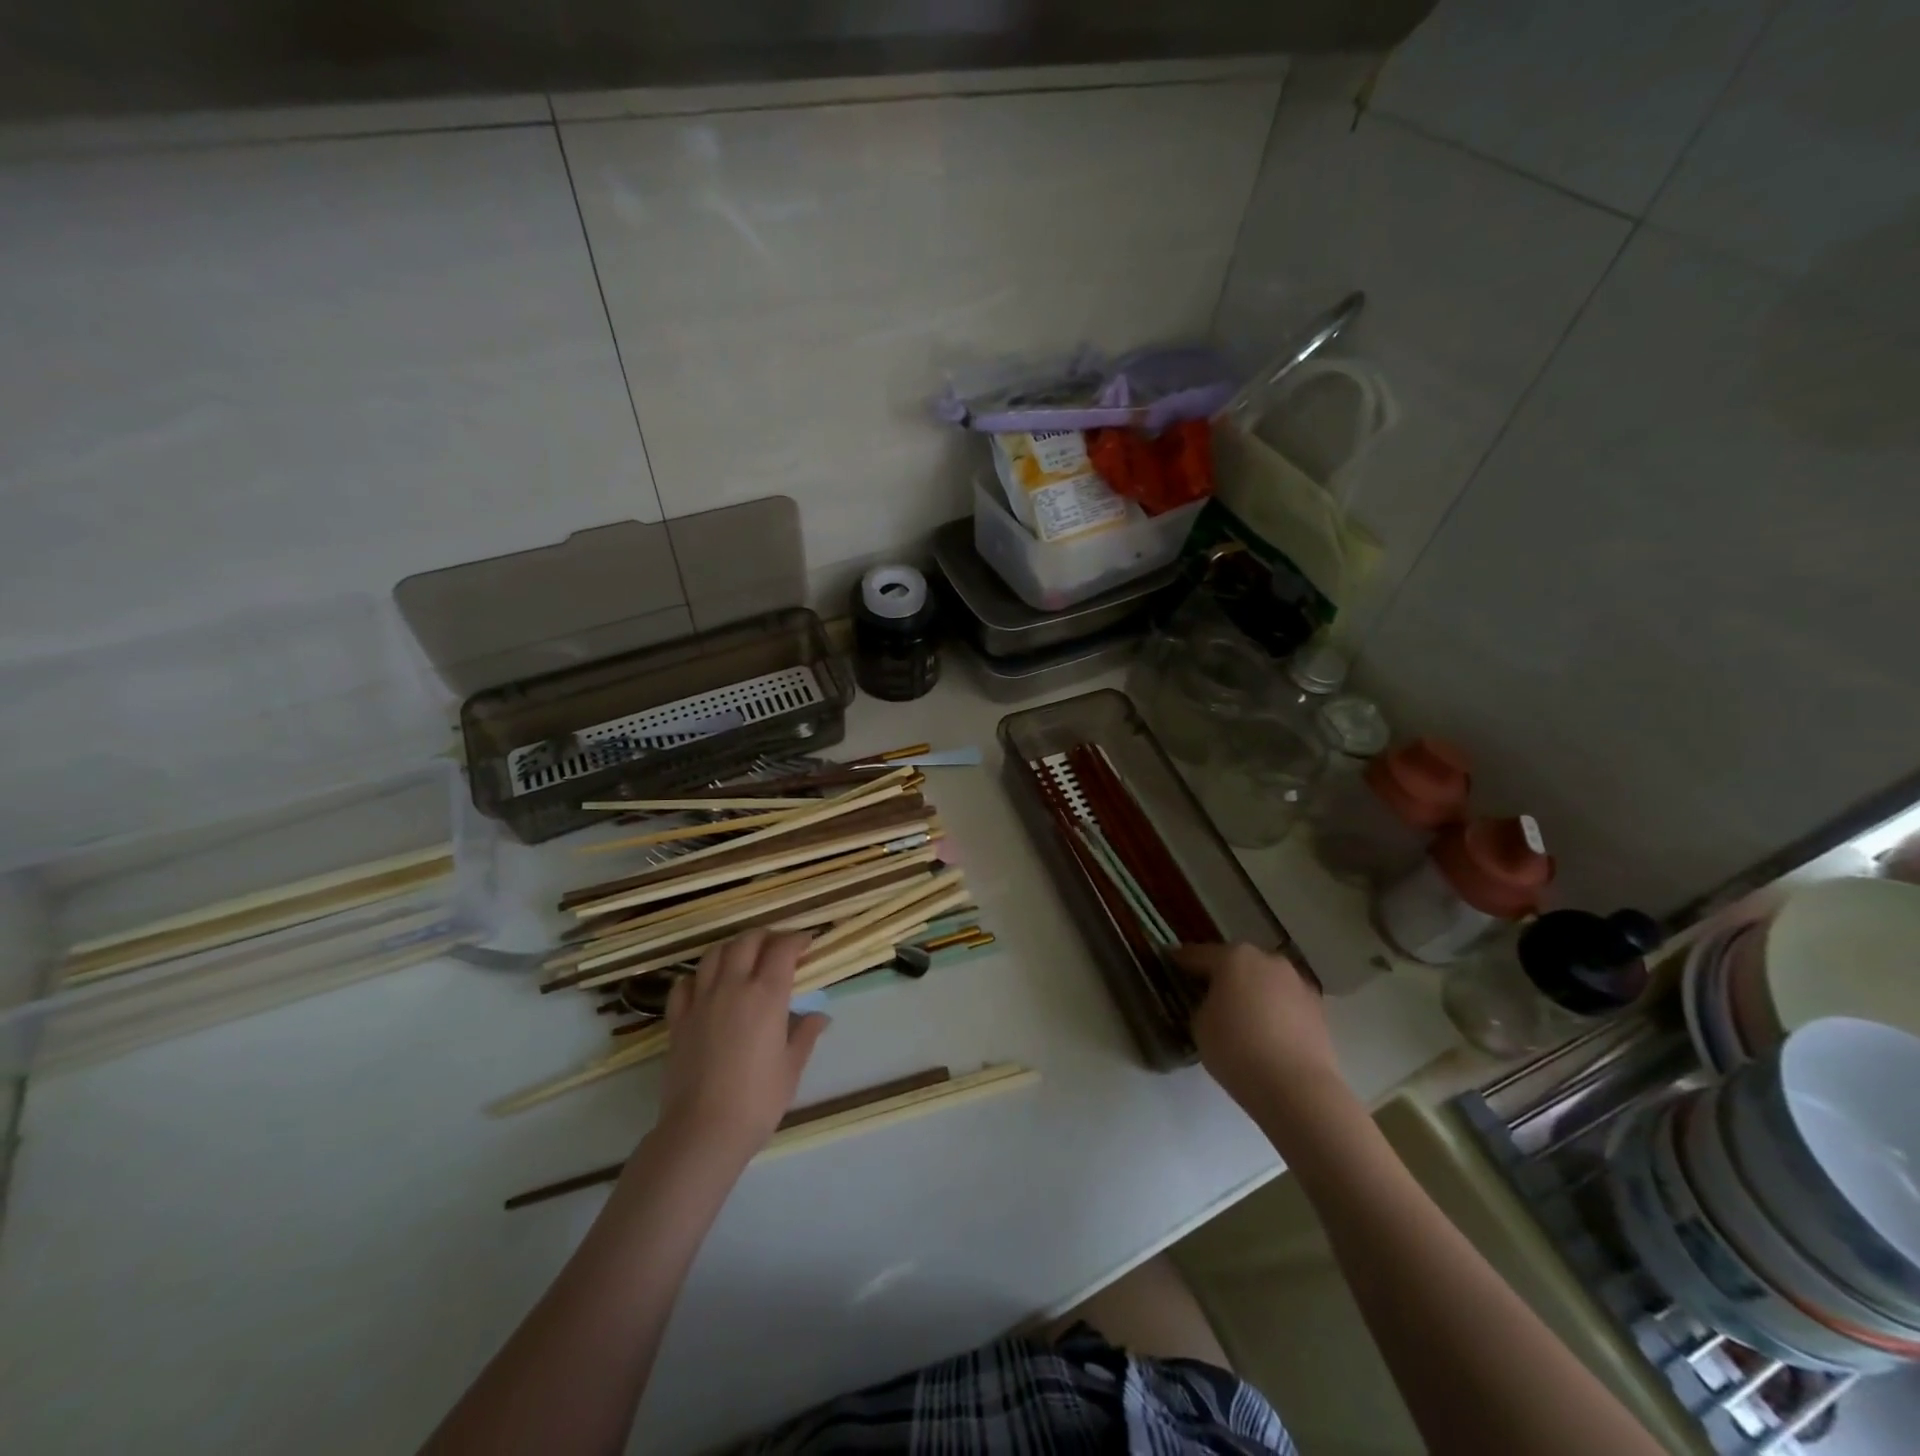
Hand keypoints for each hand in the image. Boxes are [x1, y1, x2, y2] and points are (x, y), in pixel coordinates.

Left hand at [657, 930, 828, 1165]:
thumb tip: (820, 1016)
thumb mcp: (791, 1067)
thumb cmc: (757, 1101)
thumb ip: (806, 1034)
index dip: (797, 939)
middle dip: (766, 936)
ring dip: (733, 947)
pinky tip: (707, 984)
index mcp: (766, 995)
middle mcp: (732, 987)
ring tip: (744, 957)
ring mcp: (701, 1001)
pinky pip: (685, 983)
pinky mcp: (678, 1020)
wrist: (702, 1131)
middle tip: (779, 946)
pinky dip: (699, 975)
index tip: (808, 942)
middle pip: (747, 941)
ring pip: (714, 953)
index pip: (783, 949)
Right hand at [1172, 942, 1340, 1116]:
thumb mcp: (1200, 1025)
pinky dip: (1273, 1008)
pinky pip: (1284, 1000)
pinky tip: (1267, 1030)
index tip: (1169, 964)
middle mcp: (1267, 960)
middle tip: (1206, 992)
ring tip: (1241, 1014)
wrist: (1297, 1089)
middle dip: (1221, 974)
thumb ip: (1203, 1004)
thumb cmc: (1237, 1050)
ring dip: (1251, 990)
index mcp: (1233, 957)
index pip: (1197, 955)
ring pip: (1264, 979)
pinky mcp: (1317, 1007)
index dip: (1180, 961)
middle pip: (1236, 962)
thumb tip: (1215, 1003)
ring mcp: (1296, 982)